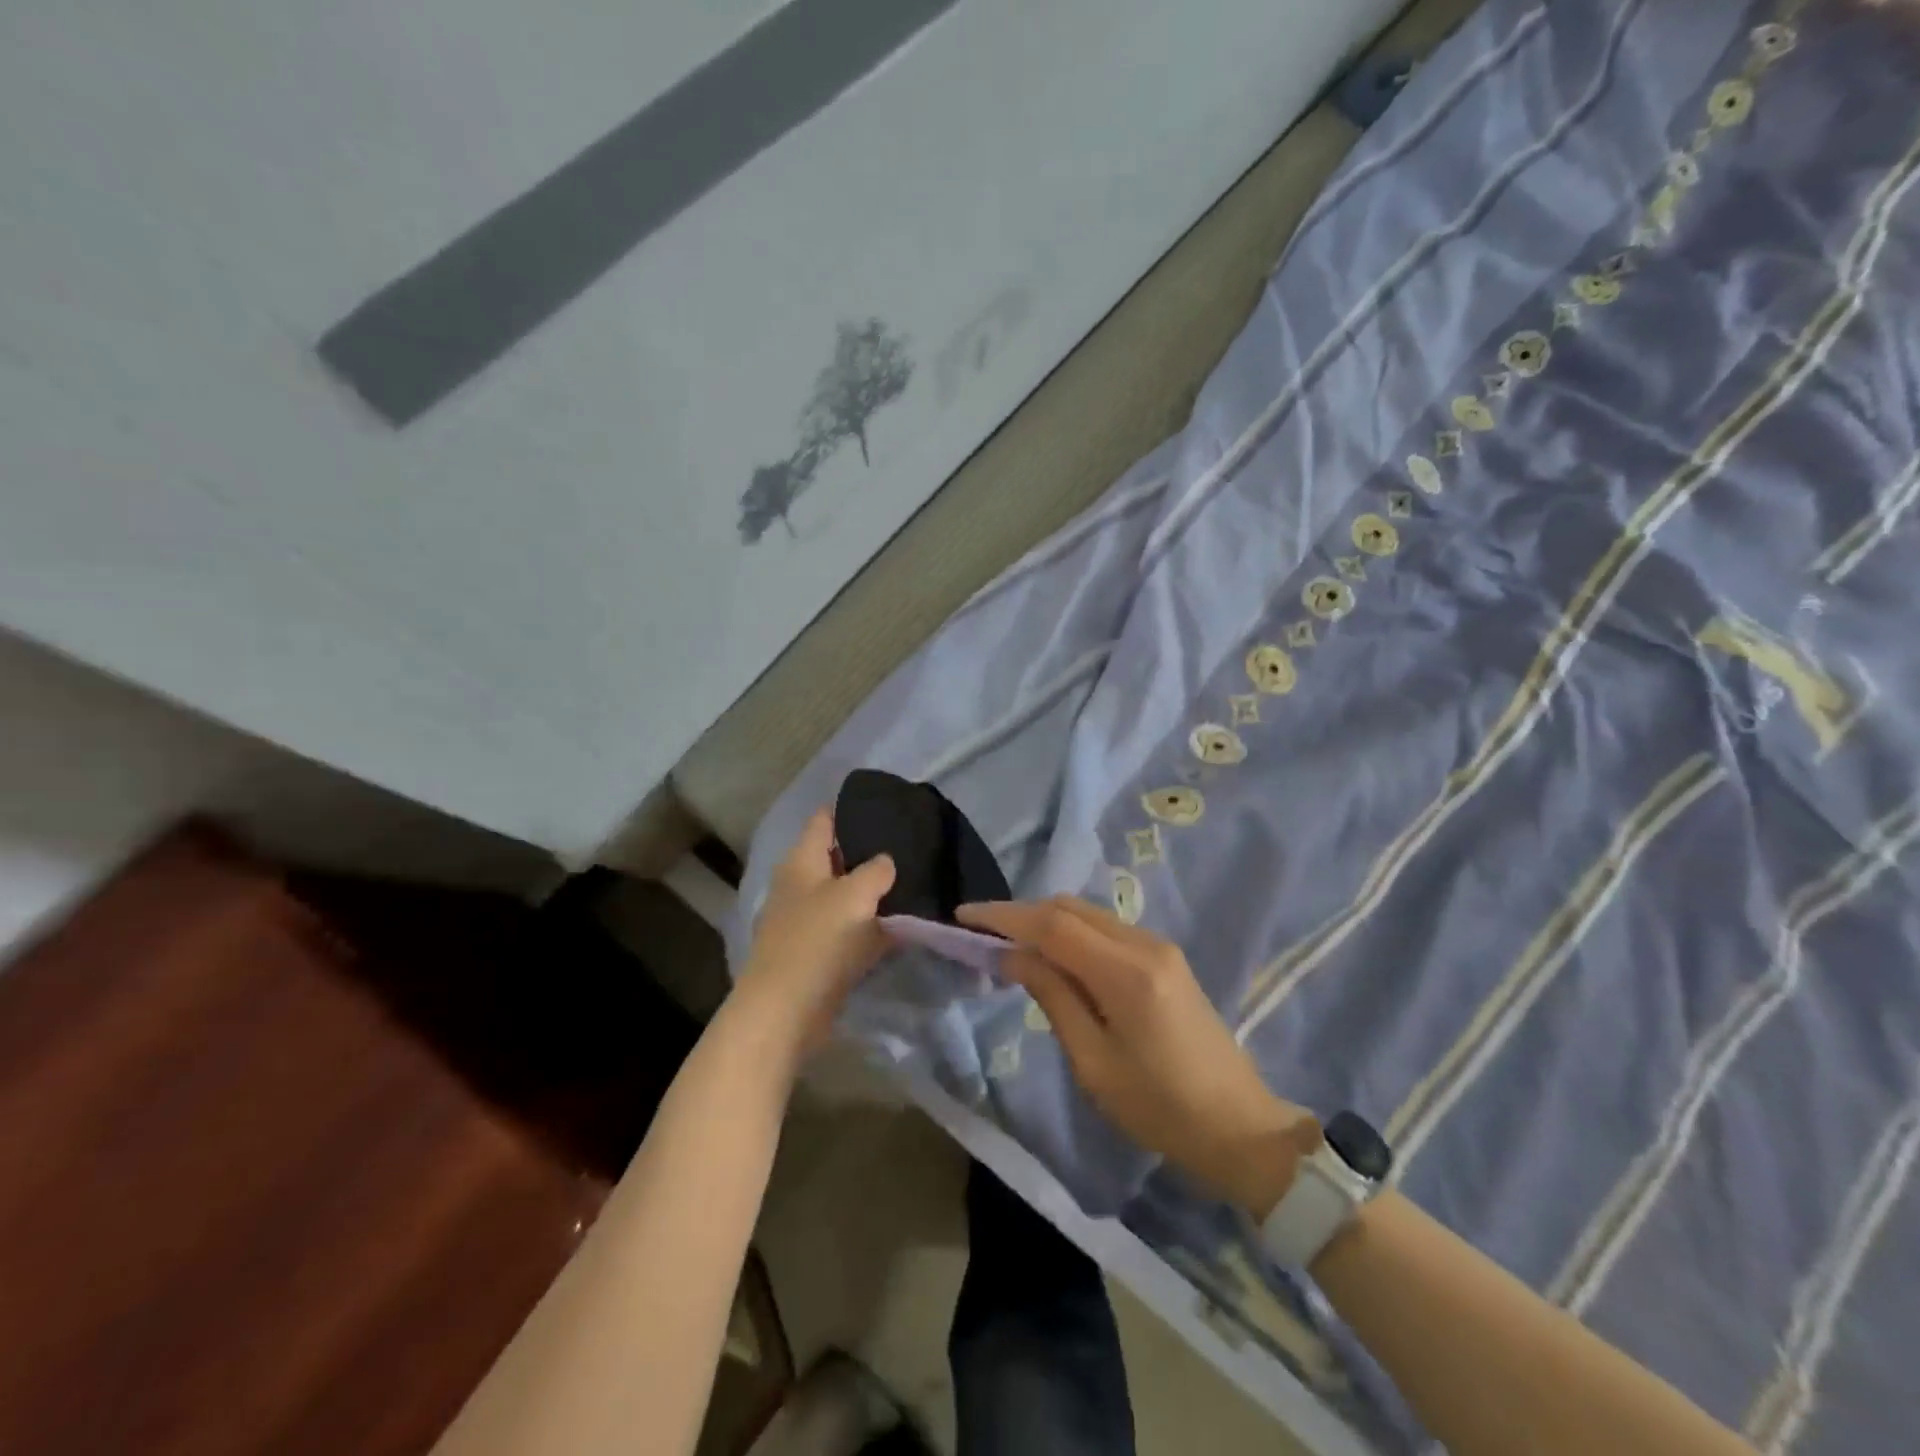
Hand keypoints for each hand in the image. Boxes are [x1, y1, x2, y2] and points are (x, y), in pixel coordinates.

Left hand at [737, 809, 895, 1053]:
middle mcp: (799, 885)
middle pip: (837, 858)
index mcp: (801, 862)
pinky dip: (869, 927)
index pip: (824, 820)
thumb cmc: (817, 942)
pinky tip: (899, 926)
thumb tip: (885, 862)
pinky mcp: (814, 953)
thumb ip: (876, 870)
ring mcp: (804, 921)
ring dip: (872, 894)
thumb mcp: (855, 896)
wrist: (785, 1013)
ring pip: (845, 896)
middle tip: (910, 848)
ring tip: (912, 883)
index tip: (886, 807)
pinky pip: (847, 930)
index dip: (851, 810)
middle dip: (869, 853)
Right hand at [958, 897, 1317, 1217]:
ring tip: (1009, 943)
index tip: (964, 916)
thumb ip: (1053, 998)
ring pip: (1088, 914)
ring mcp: (1159, 946)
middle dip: (1022, 913)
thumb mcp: (1094, 1063)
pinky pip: (1106, 929)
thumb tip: (1013, 956)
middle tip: (982, 932)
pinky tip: (1053, 955)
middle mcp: (1144, 944)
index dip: (1005, 916)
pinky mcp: (1165, 957)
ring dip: (1046, 920)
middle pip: (1070, 908)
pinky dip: (1071, 932)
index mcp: (1126, 973)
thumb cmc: (1161, 1109)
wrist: (1241, 1127)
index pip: (1053, 925)